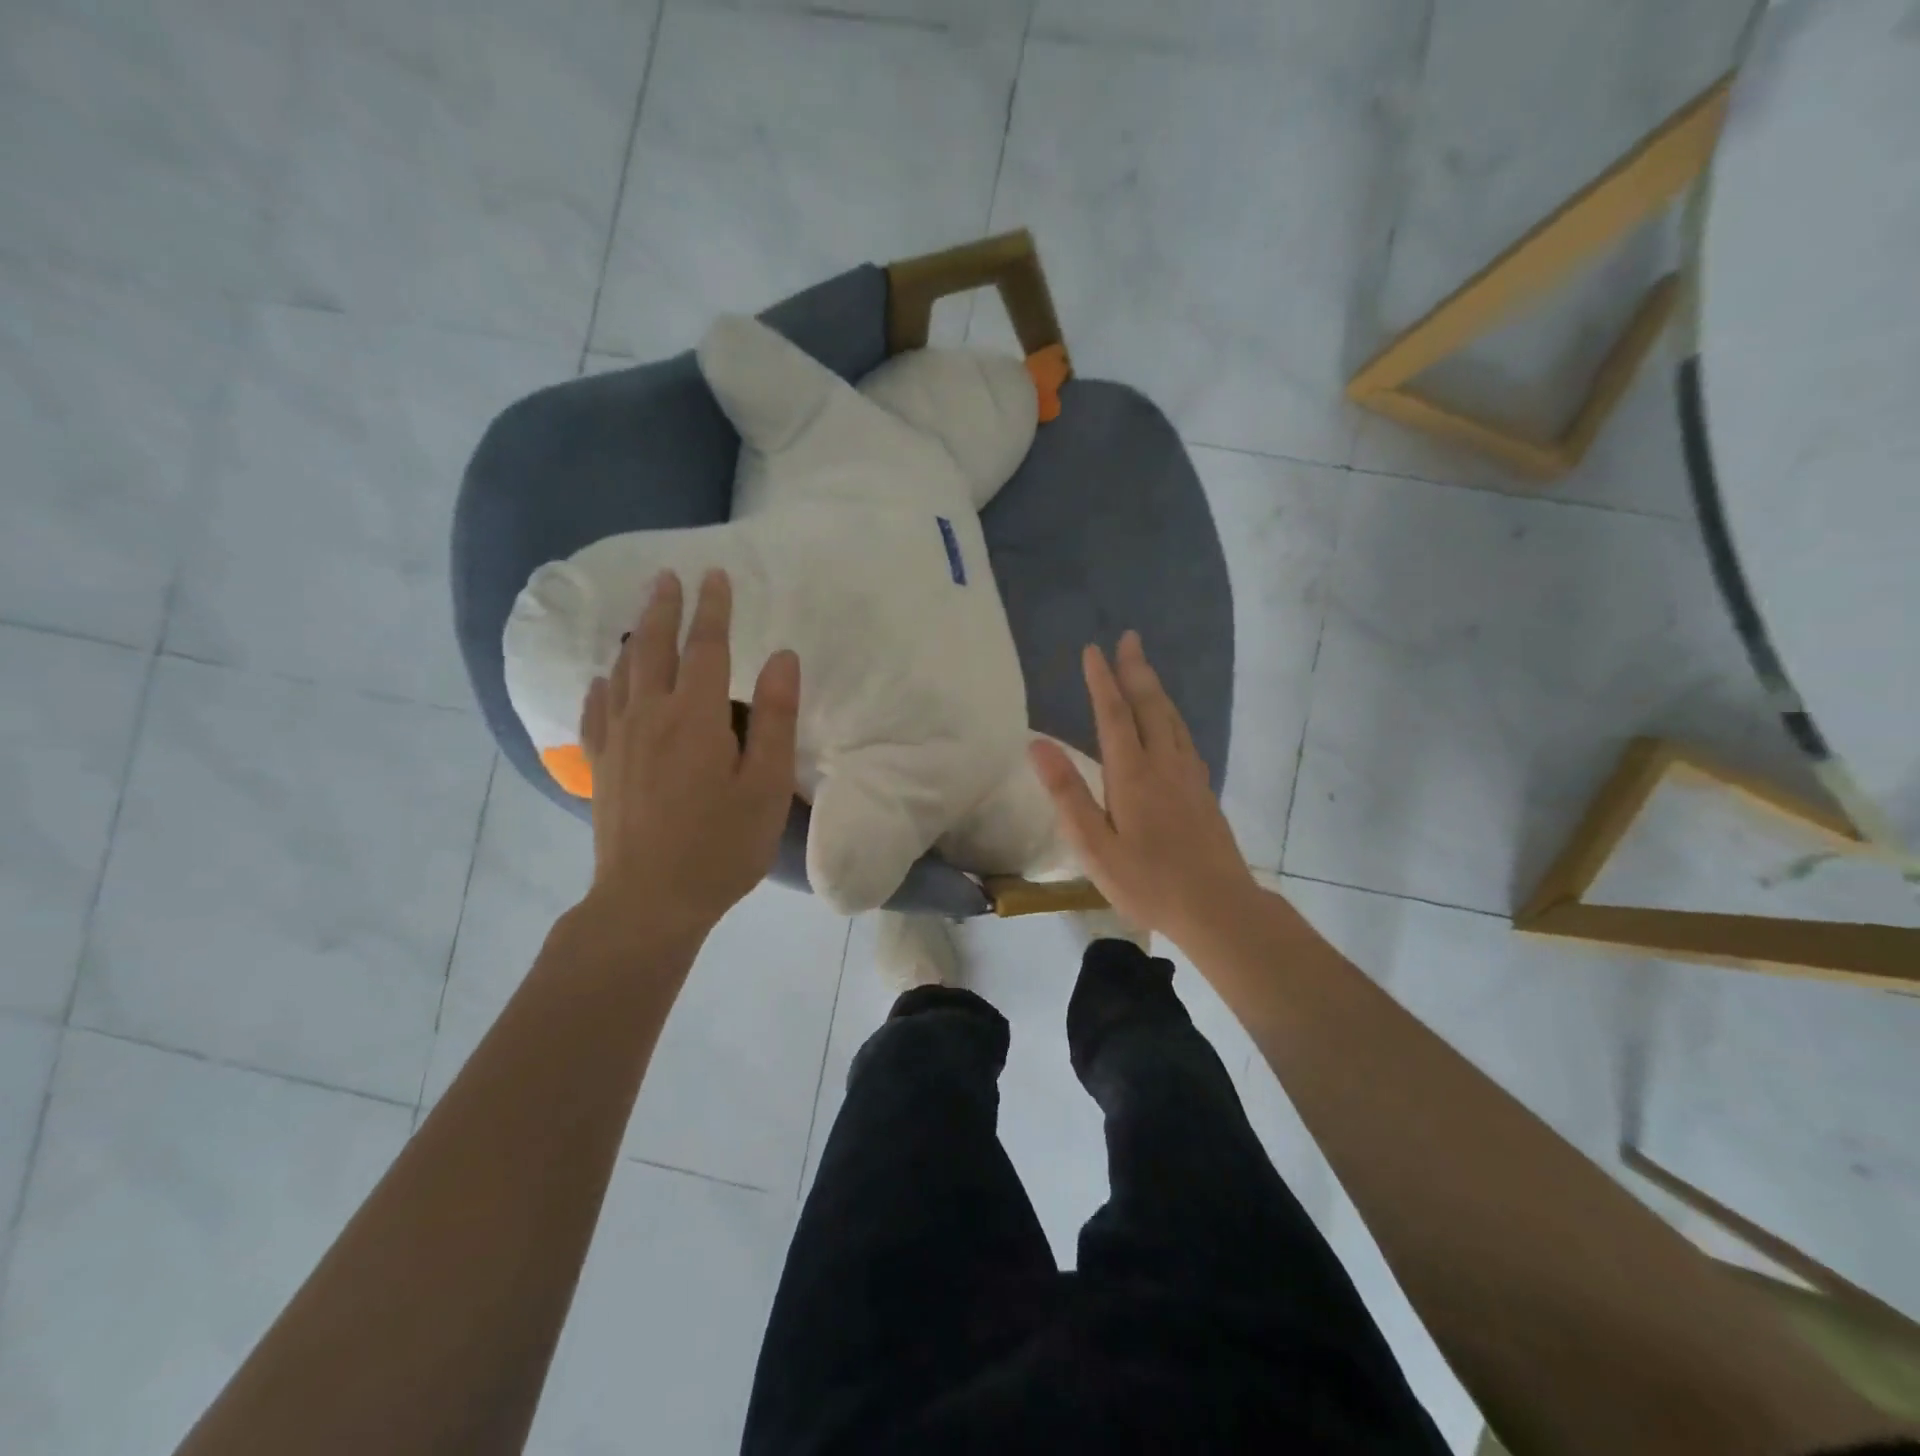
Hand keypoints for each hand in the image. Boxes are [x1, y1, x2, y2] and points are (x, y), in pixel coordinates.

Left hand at [578, 570, 798, 945]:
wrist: (648, 901)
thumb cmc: (720, 846)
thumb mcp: (765, 786)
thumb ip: (775, 718)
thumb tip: (781, 658)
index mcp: (696, 716)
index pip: (706, 646)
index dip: (713, 608)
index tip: (715, 576)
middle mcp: (651, 715)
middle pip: (654, 646)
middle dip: (664, 608)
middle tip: (668, 576)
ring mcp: (618, 739)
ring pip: (623, 672)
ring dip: (634, 635)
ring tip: (641, 613)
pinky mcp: (601, 765)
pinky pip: (597, 709)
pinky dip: (603, 684)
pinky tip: (604, 678)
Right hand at [1029, 631, 1259, 949]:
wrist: (1218, 907)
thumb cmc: (1147, 881)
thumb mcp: (1094, 845)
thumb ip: (1067, 793)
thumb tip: (1037, 744)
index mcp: (1132, 774)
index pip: (1113, 715)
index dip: (1102, 681)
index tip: (1092, 650)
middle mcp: (1163, 765)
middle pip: (1149, 707)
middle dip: (1136, 671)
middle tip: (1129, 639)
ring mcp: (1188, 776)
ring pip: (1171, 719)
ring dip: (1156, 689)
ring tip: (1146, 668)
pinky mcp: (1203, 791)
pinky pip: (1185, 738)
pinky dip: (1173, 717)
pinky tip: (1172, 722)